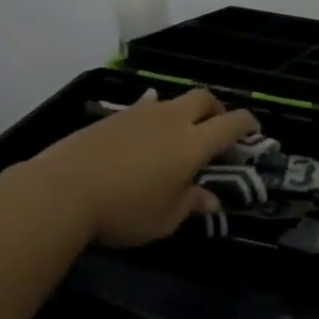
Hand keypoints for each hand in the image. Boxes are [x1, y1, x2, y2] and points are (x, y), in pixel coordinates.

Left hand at [25, 88, 259, 247]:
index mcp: (194, 144)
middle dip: (216, 109)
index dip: (248, 124)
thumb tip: (211, 200)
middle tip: (216, 128)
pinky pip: (143, 105)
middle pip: (204, 99)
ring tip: (178, 131)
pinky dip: (152, 112)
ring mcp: (142, 113)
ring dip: (183, 111)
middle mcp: (173, 120)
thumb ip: (191, 204)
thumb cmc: (124, 210)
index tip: (255, 130)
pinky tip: (145, 122)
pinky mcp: (114, 116)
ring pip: (173, 100)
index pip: (232, 123)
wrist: (63, 191)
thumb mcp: (165, 219)